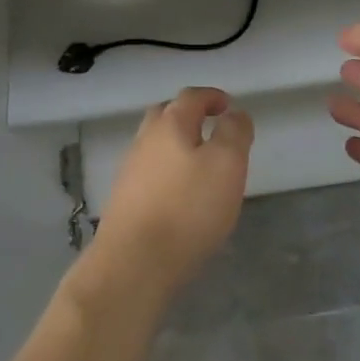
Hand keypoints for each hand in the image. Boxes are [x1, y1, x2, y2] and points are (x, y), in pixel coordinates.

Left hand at [91, 87, 252, 300]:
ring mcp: (129, 170)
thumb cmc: (188, 208)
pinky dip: (167, 171)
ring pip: (155, 145)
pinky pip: (149, 172)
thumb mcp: (227, 164)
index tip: (228, 105)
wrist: (134, 264)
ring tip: (200, 164)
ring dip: (176, 145)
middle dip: (189, 116)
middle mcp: (144, 140)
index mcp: (170, 124)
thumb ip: (234, 133)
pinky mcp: (124, 200)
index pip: (191, 97)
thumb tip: (235, 114)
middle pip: (166, 115)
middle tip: (211, 128)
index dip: (212, 96)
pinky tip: (180, 193)